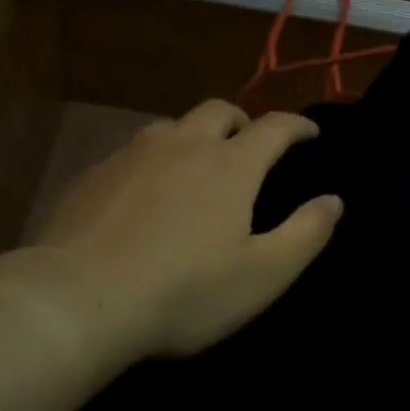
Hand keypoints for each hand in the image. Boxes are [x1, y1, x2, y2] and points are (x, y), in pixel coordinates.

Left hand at [15, 101, 341, 360]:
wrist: (75, 300)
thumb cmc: (183, 291)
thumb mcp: (262, 275)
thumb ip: (306, 233)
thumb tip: (334, 200)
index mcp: (230, 164)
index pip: (274, 127)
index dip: (297, 125)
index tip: (310, 132)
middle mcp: (183, 144)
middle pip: (219, 110)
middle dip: (242, 121)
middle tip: (250, 145)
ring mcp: (133, 155)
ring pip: (172, 126)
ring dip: (194, 136)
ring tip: (196, 165)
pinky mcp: (93, 174)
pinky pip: (132, 152)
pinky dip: (152, 161)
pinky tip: (143, 193)